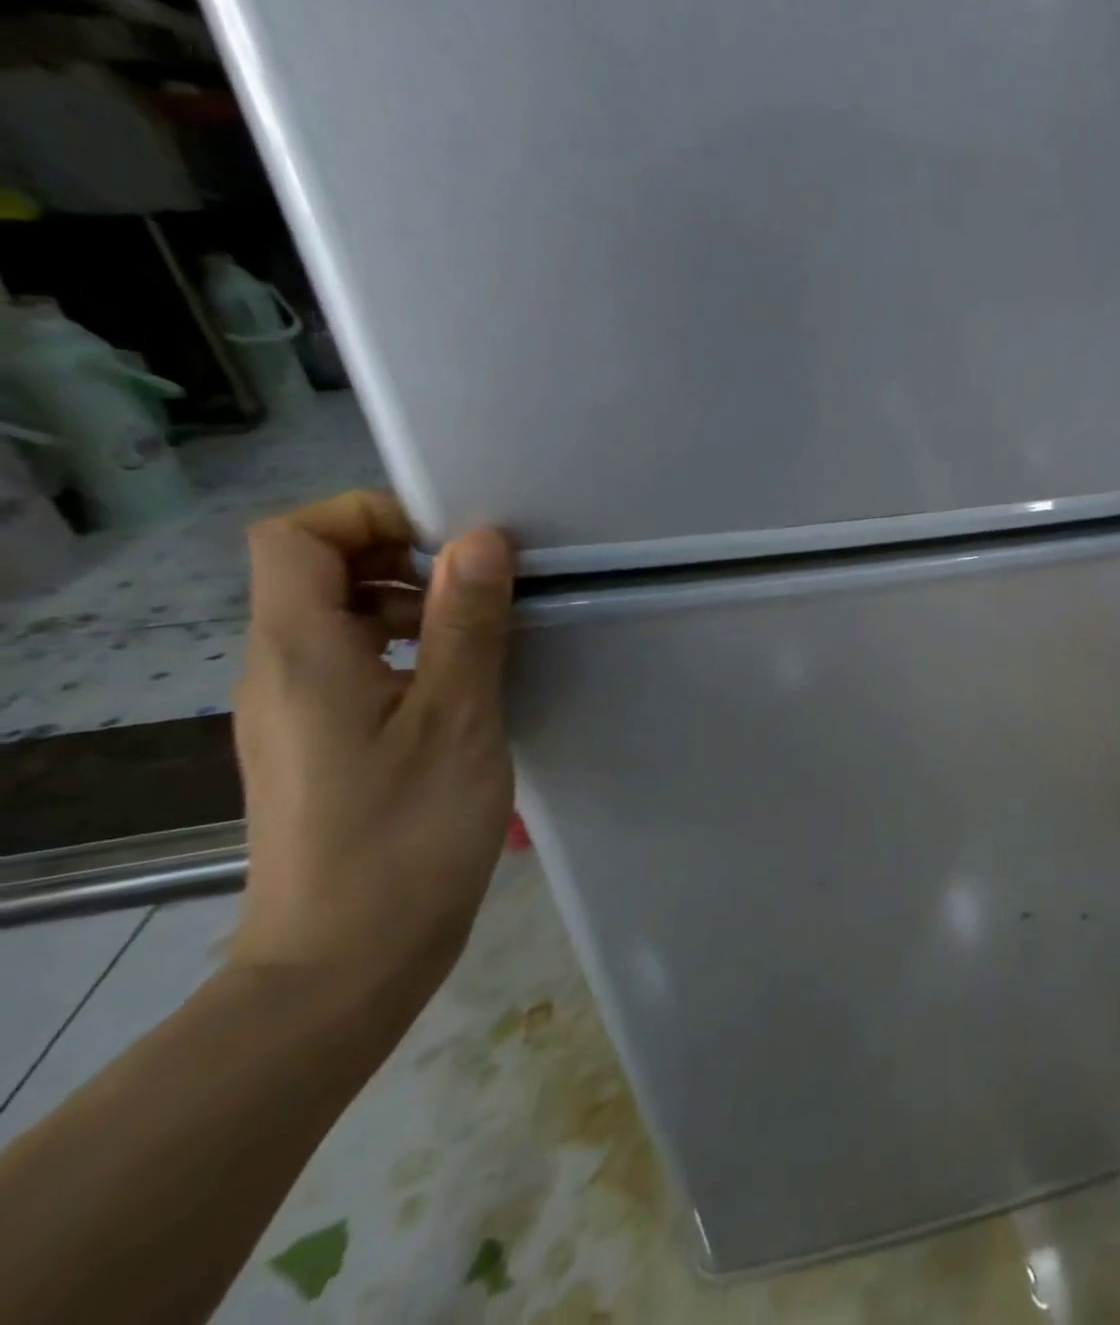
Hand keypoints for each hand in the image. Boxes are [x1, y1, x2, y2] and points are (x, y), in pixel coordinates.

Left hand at [230, 490, 516, 1015]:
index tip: (452, 542)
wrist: (345, 960)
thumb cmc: (406, 833)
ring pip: (339, 621)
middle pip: (315, 572)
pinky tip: (463, 687)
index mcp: (300, 652)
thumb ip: (466, 622)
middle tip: (483, 586)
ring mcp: (294, 711)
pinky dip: (408, 652)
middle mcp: (279, 670)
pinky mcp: (319, 745)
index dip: (368, 515)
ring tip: (485, 635)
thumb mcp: (456, 718)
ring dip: (411, 606)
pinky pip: (354, 666)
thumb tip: (481, 538)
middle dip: (401, 557)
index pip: (295, 536)